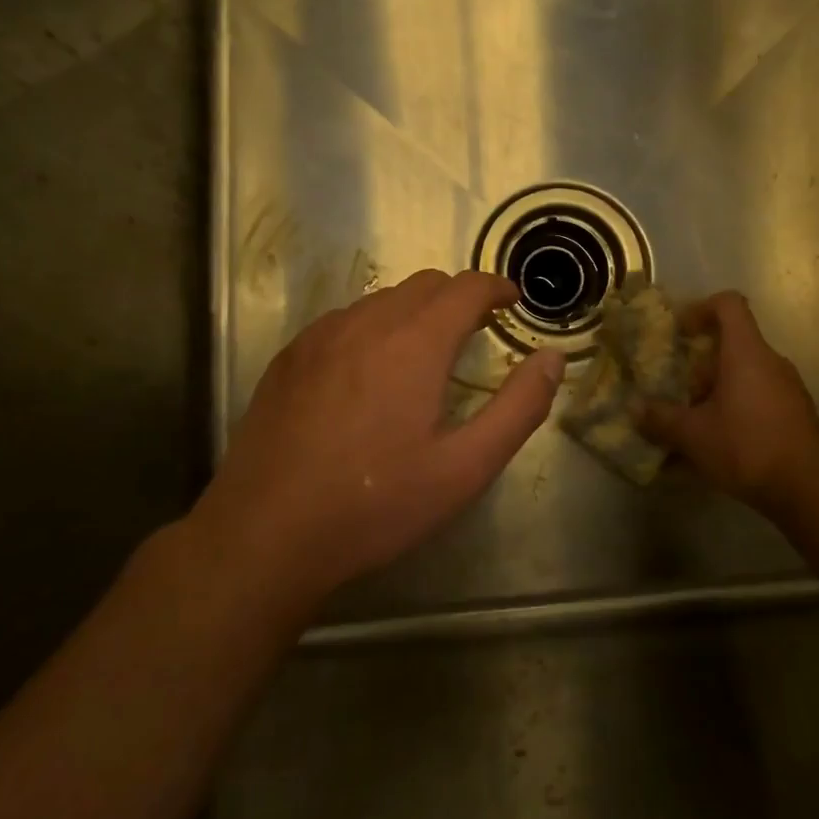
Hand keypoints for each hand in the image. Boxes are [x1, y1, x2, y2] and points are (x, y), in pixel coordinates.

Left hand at [185, 269, 564, 608]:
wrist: (265, 534)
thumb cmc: (375, 504)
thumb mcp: (464, 468)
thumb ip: (518, 407)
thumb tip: (552, 358)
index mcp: (415, 342)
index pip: (467, 287)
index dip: (496, 287)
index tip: (512, 302)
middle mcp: (367, 322)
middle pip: (426, 284)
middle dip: (459, 298)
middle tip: (476, 333)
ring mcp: (321, 336)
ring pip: (382, 299)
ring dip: (415, 312)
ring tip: (424, 354)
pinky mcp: (290, 356)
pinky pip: (344, 320)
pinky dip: (373, 327)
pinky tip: (368, 373)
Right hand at [640, 292, 818, 507]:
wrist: (810, 488)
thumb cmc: (747, 446)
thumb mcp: (694, 434)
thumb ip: (661, 419)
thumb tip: (635, 409)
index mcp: (746, 352)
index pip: (728, 304)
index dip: (701, 308)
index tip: (681, 332)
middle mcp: (770, 361)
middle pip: (732, 345)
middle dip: (700, 366)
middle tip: (678, 392)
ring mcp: (788, 388)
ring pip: (745, 375)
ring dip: (717, 392)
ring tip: (694, 424)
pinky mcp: (796, 415)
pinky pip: (758, 399)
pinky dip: (736, 411)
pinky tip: (719, 445)